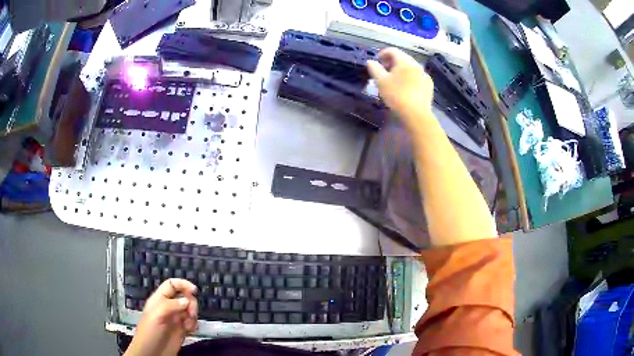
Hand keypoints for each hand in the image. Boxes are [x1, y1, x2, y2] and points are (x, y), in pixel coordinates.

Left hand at [125, 279, 197, 355]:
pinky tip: (190, 330)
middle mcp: (169, 307)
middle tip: (191, 314)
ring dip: (193, 316)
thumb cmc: (150, 332)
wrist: (152, 353)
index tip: (194, 291)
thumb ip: (171, 305)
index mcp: (160, 300)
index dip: (183, 284)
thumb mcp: (156, 315)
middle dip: (191, 303)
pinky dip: (194, 325)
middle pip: (184, 297)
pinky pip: (192, 323)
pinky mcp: (182, 330)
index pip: (172, 285)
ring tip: (189, 325)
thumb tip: (187, 300)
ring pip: (190, 310)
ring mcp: (176, 319)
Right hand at [367, 48, 433, 129]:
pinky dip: (410, 78)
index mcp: (405, 61)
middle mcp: (416, 65)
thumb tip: (371, 61)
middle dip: (392, 62)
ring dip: (401, 70)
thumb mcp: (380, 81)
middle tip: (384, 71)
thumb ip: (374, 68)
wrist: (416, 114)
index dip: (383, 53)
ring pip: (411, 68)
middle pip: (403, 58)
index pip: (393, 50)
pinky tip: (406, 88)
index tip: (377, 61)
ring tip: (394, 80)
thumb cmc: (396, 95)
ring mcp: (424, 75)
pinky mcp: (429, 86)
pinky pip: (417, 77)